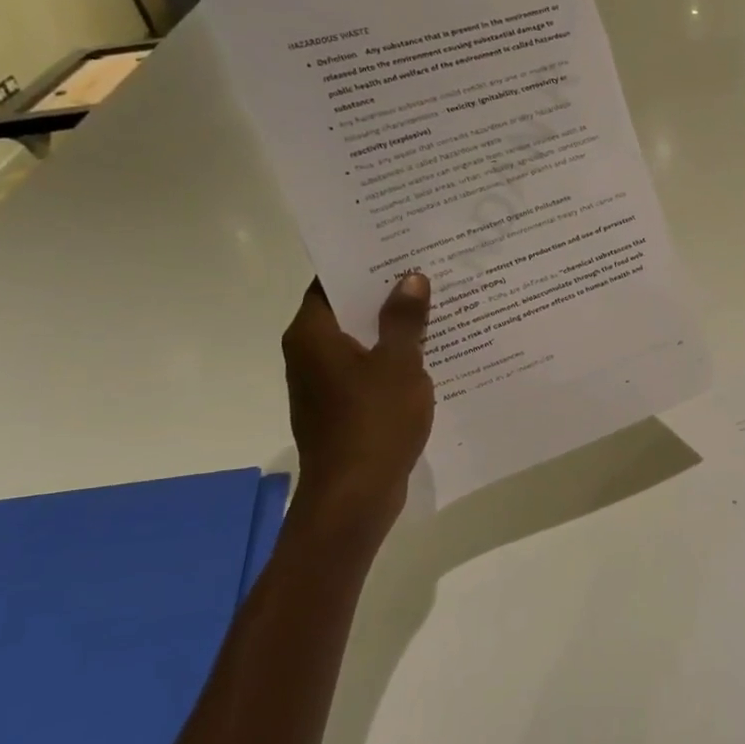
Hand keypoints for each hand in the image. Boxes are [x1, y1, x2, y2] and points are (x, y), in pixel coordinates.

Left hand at [281, 274, 434, 525]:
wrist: (355, 495)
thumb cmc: (374, 421)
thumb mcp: (400, 363)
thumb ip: (405, 318)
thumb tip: (411, 278)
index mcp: (312, 334)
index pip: (330, 282)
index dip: (362, 263)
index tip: (398, 248)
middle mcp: (308, 354)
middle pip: (346, 310)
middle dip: (384, 294)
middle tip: (427, 271)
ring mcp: (323, 384)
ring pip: (359, 342)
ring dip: (391, 328)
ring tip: (436, 307)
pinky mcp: (339, 408)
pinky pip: (366, 370)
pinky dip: (390, 358)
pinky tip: (428, 354)